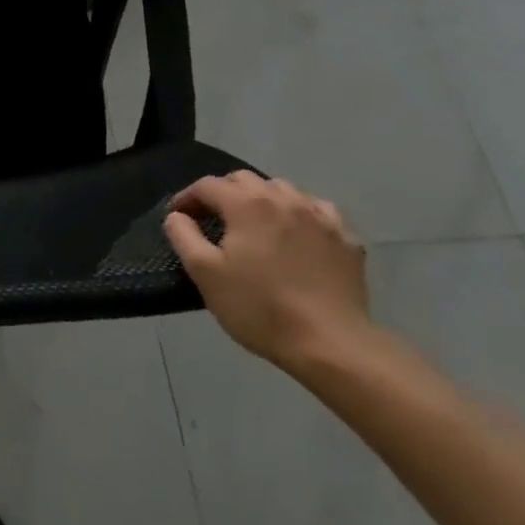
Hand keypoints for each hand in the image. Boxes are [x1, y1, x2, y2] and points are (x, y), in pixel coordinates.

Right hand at [163, 172, 370, 373]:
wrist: (331, 344)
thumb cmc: (259, 307)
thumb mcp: (205, 273)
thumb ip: (183, 236)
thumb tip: (177, 216)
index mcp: (247, 204)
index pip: (208, 185)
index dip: (187, 197)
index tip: (178, 216)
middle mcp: (284, 199)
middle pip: (244, 180)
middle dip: (223, 192)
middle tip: (213, 219)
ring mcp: (320, 217)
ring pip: (283, 189)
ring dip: (262, 199)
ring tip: (255, 224)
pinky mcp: (346, 238)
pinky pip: (318, 211)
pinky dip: (301, 214)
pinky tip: (298, 234)